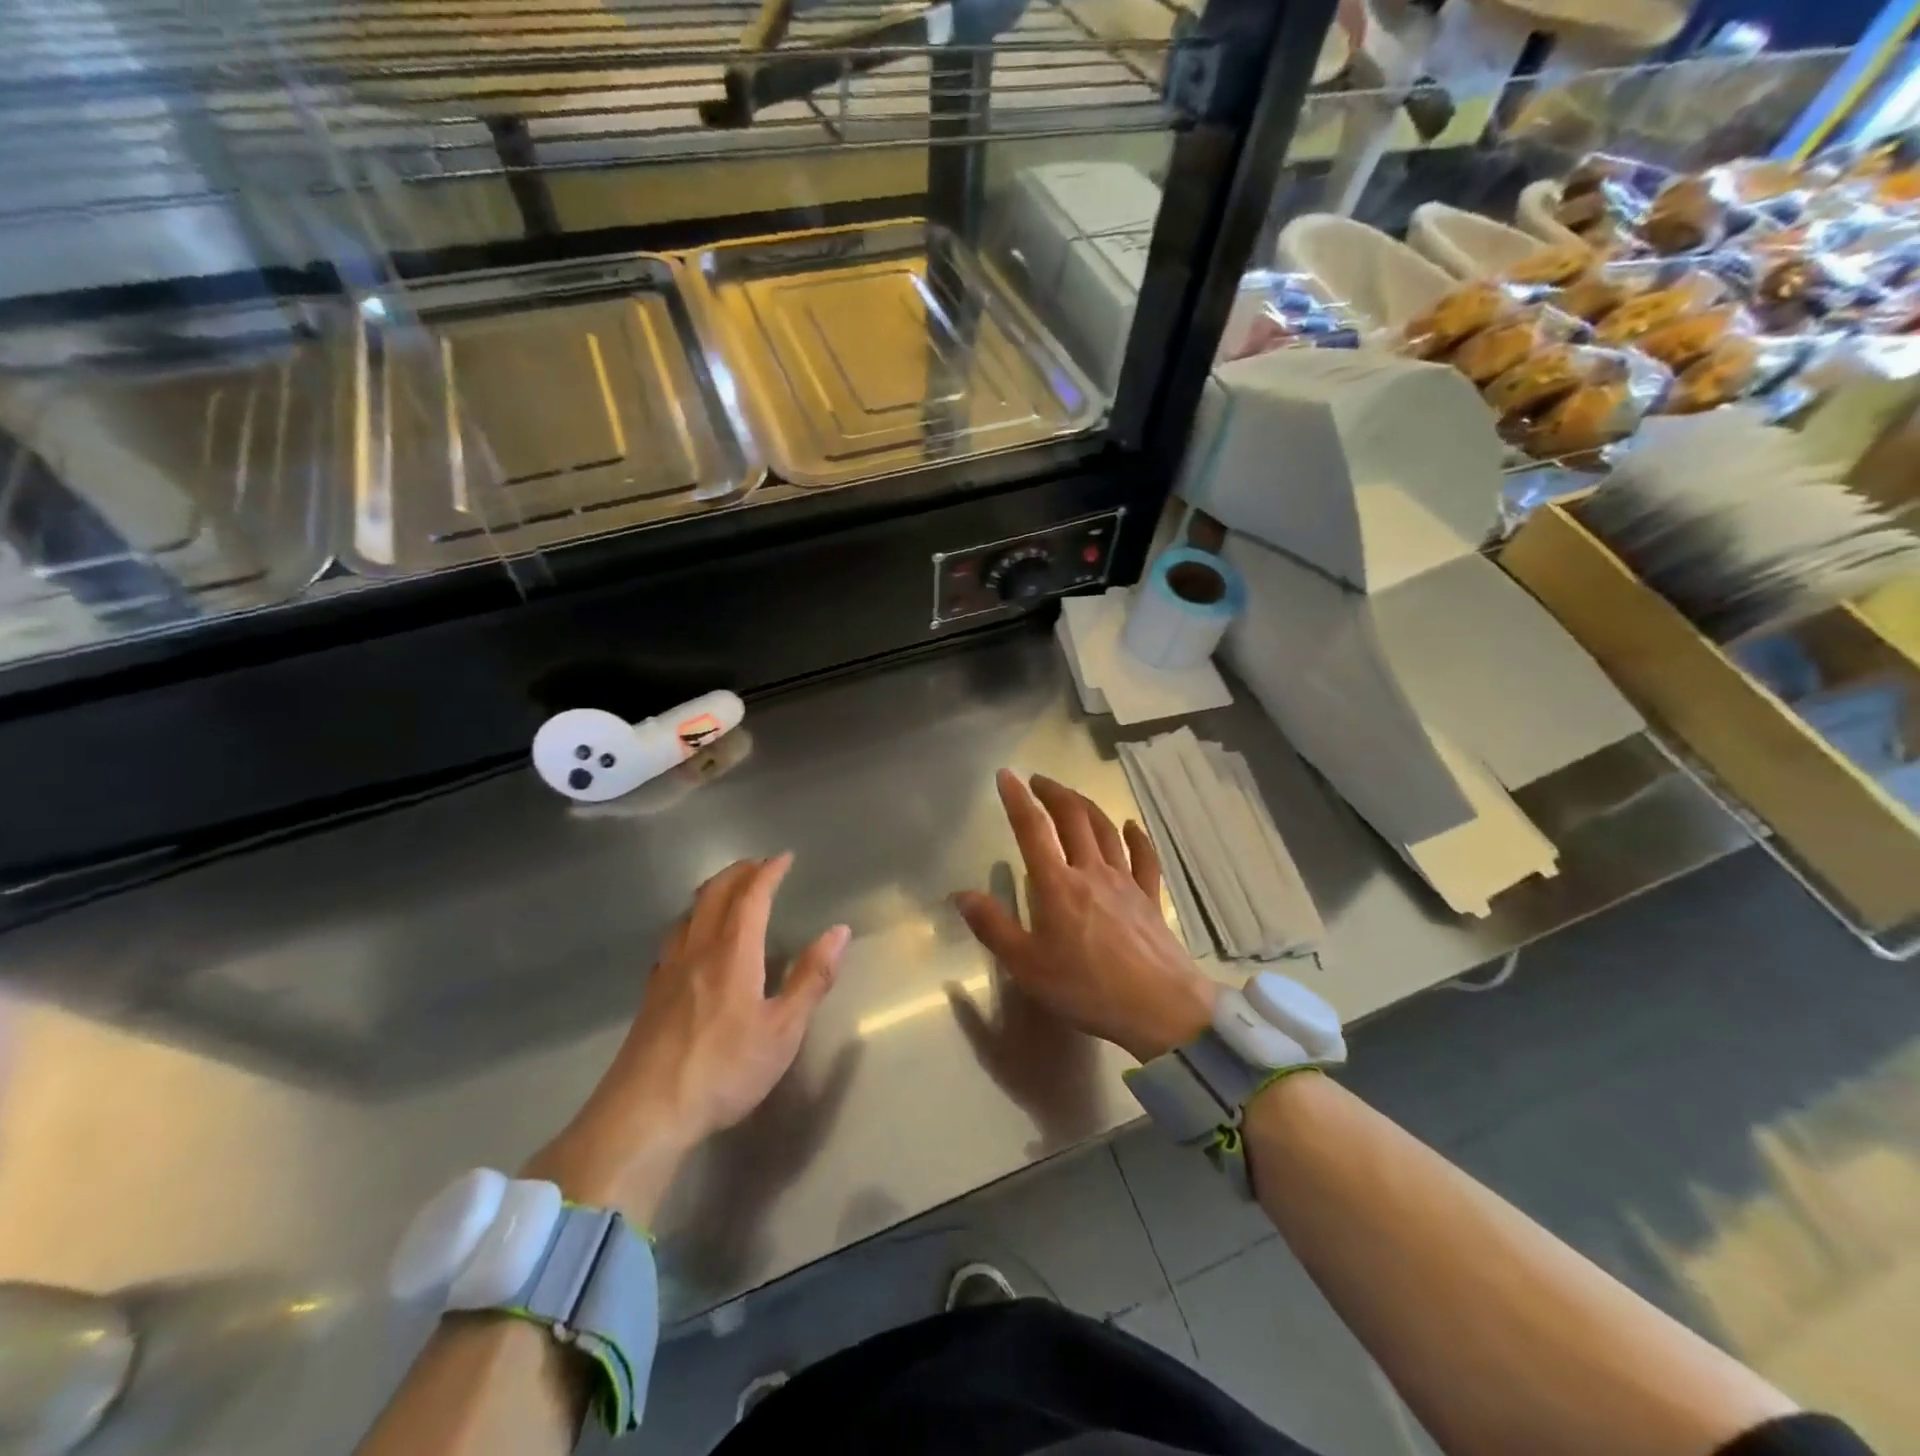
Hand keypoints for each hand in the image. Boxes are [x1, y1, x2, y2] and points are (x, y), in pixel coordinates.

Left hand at [527, 855, 848, 1224]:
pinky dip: (690, 922)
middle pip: (713, 895)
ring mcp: (668, 972)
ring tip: (727, 891)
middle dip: (738, 873)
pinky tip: (691, 942)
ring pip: (688, 914)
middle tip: (758, 865)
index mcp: (733, 954)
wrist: (645, 1113)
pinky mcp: (650, 995)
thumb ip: (811, 979)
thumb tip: (839, 931)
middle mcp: (697, 951)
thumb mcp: (783, 1031)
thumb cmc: (724, 1070)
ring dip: (711, 892)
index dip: (768, 873)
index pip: (751, 897)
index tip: (784, 858)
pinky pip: (672, 939)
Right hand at [953, 771, 1217, 1063]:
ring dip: (1086, 805)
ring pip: (1105, 830)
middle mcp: (1091, 871)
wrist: (1159, 1008)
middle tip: (1038, 780)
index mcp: (1057, 885)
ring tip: (1071, 796)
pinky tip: (1131, 825)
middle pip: (1073, 818)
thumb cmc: (1087, 988)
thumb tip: (962, 894)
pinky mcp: (1150, 897)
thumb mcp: (1027, 966)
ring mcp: (1125, 882)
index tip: (1006, 775)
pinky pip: (1144, 858)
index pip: (1032, 830)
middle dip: (1053, 793)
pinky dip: (1136, 837)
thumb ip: (993, 927)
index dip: (1017, 799)